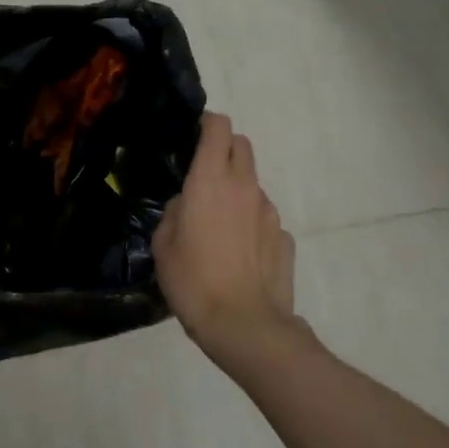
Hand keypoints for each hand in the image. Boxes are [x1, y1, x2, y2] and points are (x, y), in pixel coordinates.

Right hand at [153, 114, 297, 363]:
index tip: (192, 135)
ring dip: (236, 190)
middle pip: (241, 145)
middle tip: (203, 174)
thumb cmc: (192, 279)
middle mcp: (245, 186)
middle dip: (224, 149)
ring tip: (217, 225)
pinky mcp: (284, 237)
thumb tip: (186, 204)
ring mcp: (270, 211)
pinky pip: (263, 218)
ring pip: (252, 184)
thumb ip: (174, 212)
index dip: (206, 123)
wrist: (243, 324)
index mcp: (210, 180)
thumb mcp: (163, 244)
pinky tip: (238, 253)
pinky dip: (250, 224)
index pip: (218, 127)